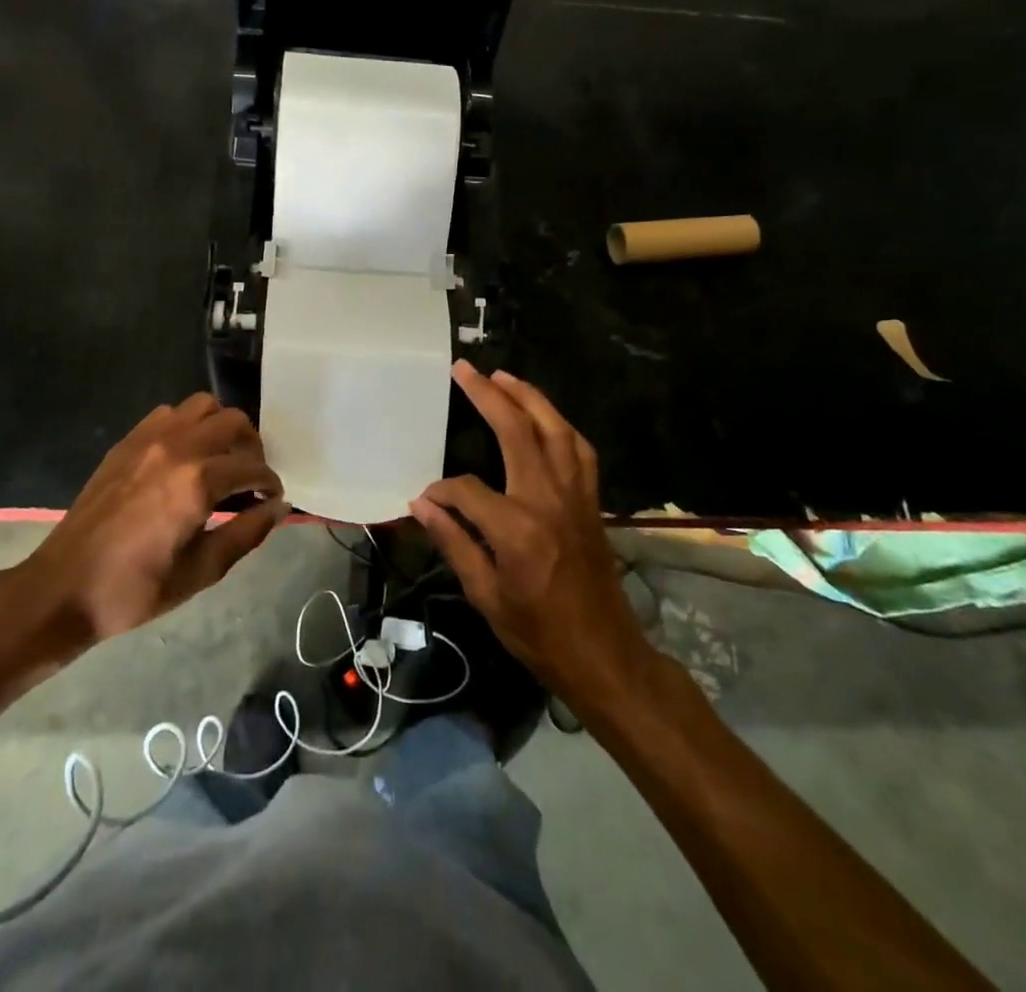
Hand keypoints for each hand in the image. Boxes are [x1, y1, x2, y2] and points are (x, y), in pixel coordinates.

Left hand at [23, 393, 288, 643]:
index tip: (271, 499)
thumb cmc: (136, 589)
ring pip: (202, 406)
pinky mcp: (127, 442)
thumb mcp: (202, 572)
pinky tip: (184, 457)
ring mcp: (149, 439)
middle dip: (251, 447)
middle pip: (233, 421)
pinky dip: (188, 425)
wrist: (64, 588)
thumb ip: (247, 534)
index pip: (253, 466)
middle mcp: (178, 448)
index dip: (269, 483)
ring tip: (219, 460)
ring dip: (220, 427)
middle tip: (249, 478)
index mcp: (198, 482)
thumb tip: (279, 507)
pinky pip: (169, 413)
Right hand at [410, 361, 646, 703]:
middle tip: (465, 368)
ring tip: (504, 376)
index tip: (425, 500)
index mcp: (516, 528)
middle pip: (517, 431)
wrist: (604, 655)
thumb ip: (453, 541)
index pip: (466, 489)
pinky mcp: (592, 500)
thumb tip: (421, 503)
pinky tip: (544, 417)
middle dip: (489, 395)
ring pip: (556, 429)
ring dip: (529, 398)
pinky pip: (578, 449)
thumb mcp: (485, 594)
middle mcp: (548, 499)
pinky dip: (559, 424)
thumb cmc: (538, 633)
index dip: (441, 491)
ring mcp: (576, 495)